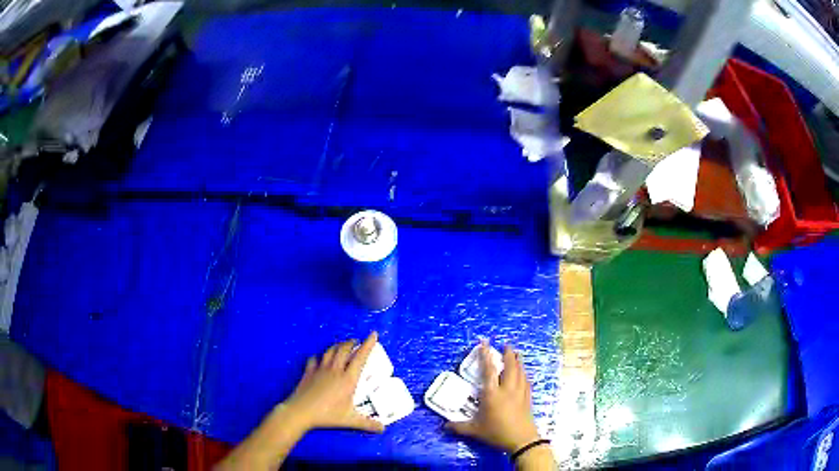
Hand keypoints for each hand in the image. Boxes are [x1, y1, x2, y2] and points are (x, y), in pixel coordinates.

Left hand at [282, 331, 383, 433]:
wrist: (301, 411)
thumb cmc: (328, 415)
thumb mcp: (350, 420)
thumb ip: (368, 424)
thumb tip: (383, 429)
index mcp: (348, 379)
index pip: (360, 357)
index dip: (368, 345)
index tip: (373, 334)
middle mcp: (335, 370)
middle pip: (344, 349)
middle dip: (351, 342)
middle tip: (356, 341)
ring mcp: (320, 369)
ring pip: (330, 351)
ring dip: (337, 346)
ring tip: (342, 346)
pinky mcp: (308, 372)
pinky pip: (314, 359)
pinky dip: (319, 356)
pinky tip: (319, 359)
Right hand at [446, 342, 540, 452]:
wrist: (521, 439)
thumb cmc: (496, 433)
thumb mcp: (475, 430)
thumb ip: (459, 427)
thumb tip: (444, 425)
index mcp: (492, 394)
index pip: (488, 370)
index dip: (486, 356)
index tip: (485, 343)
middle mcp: (507, 389)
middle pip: (510, 367)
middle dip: (508, 354)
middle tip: (506, 345)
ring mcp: (519, 392)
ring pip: (520, 372)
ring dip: (518, 361)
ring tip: (517, 353)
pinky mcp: (527, 398)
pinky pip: (526, 381)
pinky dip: (524, 373)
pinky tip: (524, 373)